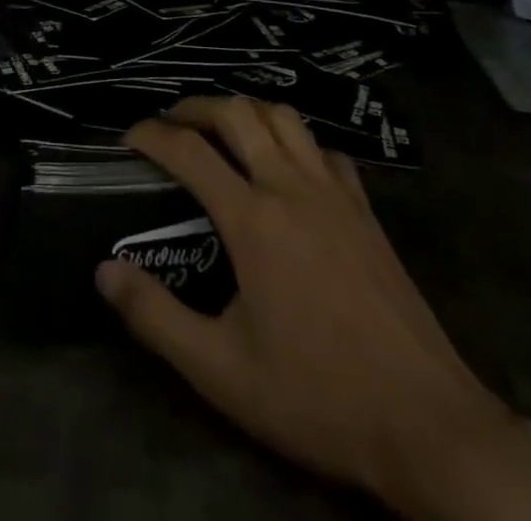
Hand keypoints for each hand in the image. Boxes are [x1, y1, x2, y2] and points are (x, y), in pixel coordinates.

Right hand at [97, 97, 530, 520]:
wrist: (426, 423)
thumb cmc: (317, 396)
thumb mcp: (221, 371)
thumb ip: (156, 317)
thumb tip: (104, 271)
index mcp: (252, 219)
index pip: (188, 150)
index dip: (151, 134)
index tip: (128, 137)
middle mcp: (291, 187)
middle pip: (237, 112)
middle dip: (195, 107)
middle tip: (172, 124)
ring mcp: (334, 192)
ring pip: (284, 117)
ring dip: (246, 111)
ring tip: (224, 130)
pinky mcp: (366, 209)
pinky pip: (323, 149)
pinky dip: (295, 141)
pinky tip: (289, 166)